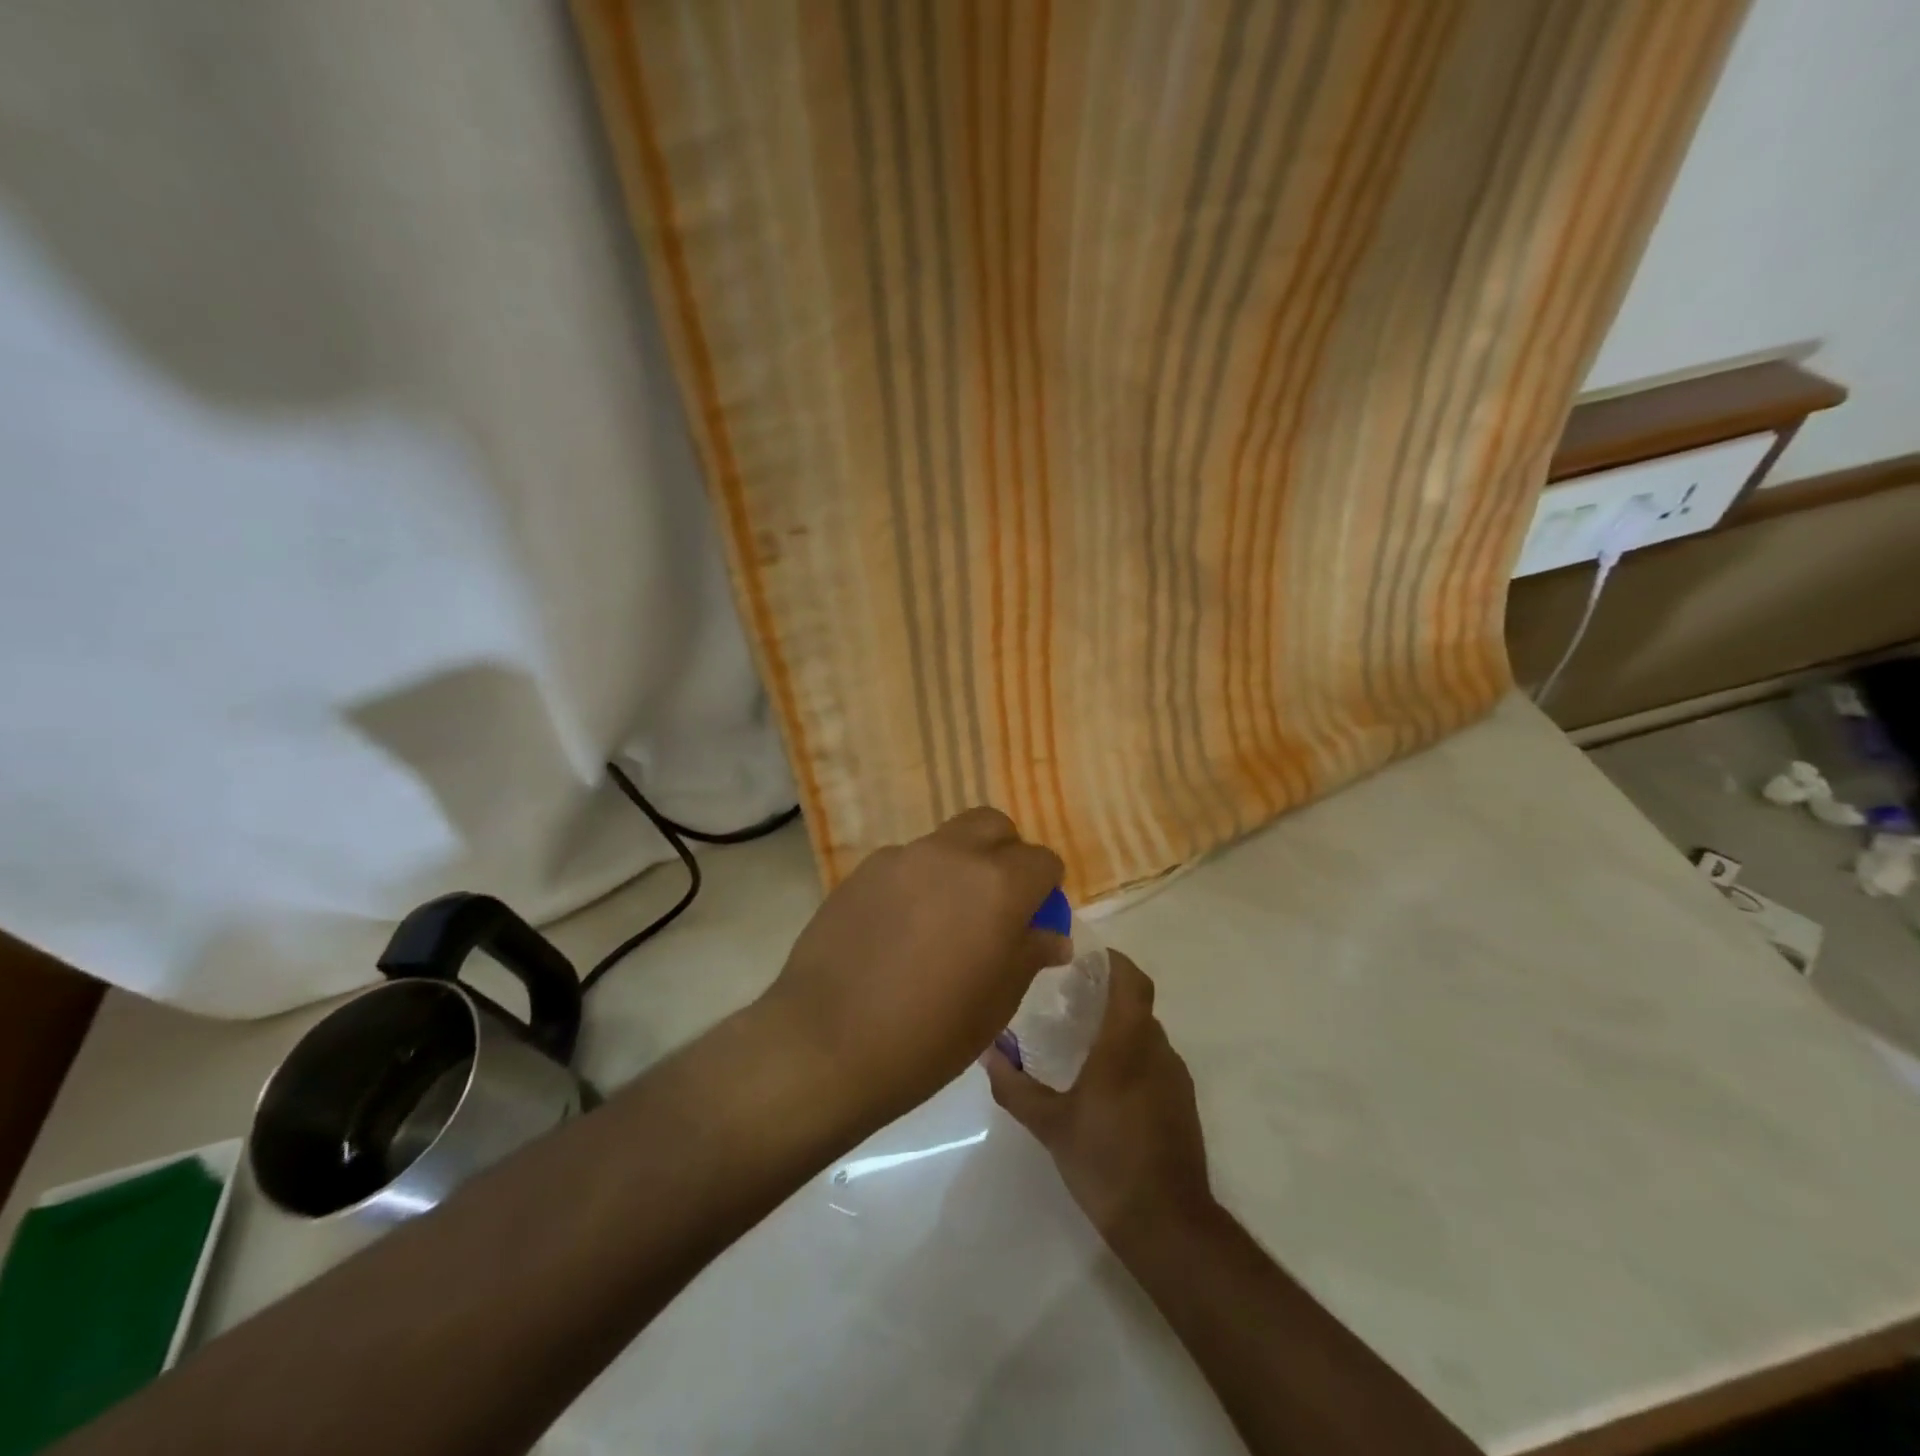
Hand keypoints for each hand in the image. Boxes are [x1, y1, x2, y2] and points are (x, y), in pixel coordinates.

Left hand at [760, 808, 1068, 1125]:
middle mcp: (951, 855)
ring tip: (943, 920)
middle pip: (993, 826)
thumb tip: (1052, 934)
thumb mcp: (997, 1003)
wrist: (826, 1043)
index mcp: (997, 884)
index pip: (1042, 861)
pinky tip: (899, 929)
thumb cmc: (929, 1035)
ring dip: (959, 867)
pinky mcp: (862, 871)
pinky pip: (905, 863)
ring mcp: (901, 857)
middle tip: (996, 903)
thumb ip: (1029, 954)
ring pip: (947, 841)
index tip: (1034, 921)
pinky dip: (917, 882)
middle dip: (1005, 854)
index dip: (1046, 890)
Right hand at [983, 951, 1213, 1246]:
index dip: (1113, 961)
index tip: (1086, 958)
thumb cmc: (1105, 1162)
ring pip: (1147, 1034)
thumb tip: (987, 1052)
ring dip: (1120, 1027)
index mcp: (1128, 1044)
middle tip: (1069, 1000)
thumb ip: (1015, 1086)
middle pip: (1137, 1005)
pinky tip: (1106, 1084)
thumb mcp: (1050, 1124)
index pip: (1131, 981)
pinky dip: (1133, 1056)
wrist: (1168, 1224)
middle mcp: (1157, 1051)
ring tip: (1082, 1040)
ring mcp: (1175, 1078)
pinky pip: (1155, 1061)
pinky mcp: (1182, 1104)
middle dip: (1107, 995)